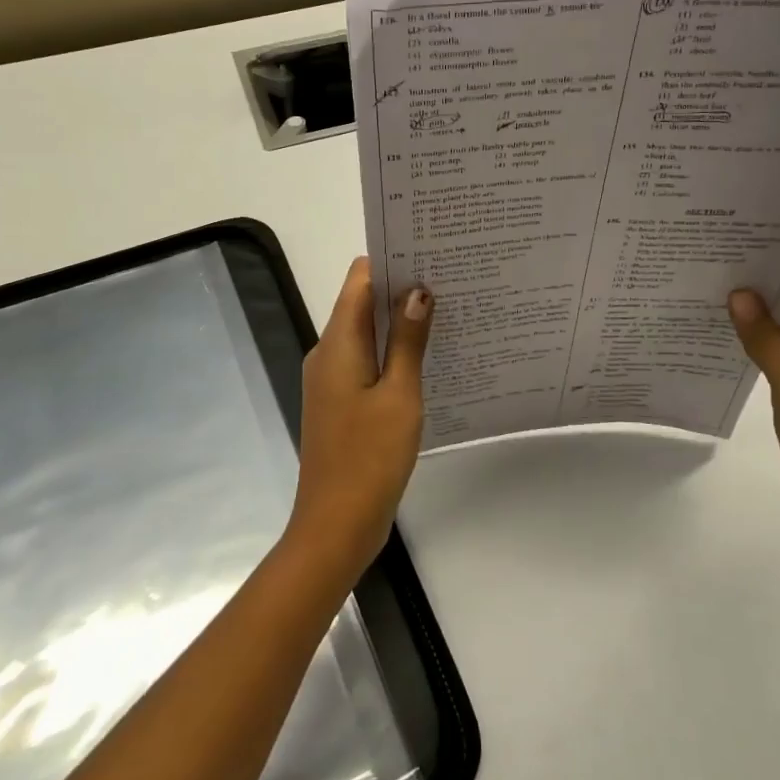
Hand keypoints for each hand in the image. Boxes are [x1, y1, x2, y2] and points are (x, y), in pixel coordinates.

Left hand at [287, 257, 432, 578]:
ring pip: (366, 335)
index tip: (429, 253)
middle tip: (451, 282)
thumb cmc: (369, 458)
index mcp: (337, 344)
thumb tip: (417, 291)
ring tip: (448, 314)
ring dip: (399, 324)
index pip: (358, 280)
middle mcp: (328, 354)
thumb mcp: (399, 395)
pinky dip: (392, 354)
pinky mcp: (341, 403)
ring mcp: (332, 380)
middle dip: (401, 290)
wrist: (335, 526)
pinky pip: (367, 363)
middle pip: (361, 304)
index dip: (390, 261)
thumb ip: (407, 341)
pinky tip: (428, 360)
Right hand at [728, 256, 779, 573]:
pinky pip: (779, 353)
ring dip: (753, 312)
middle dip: (759, 280)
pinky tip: (716, 331)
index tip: (735, 233)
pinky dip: (754, 342)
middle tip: (707, 257)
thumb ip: (765, 337)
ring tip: (704, 286)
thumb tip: (738, 293)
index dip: (779, 253)